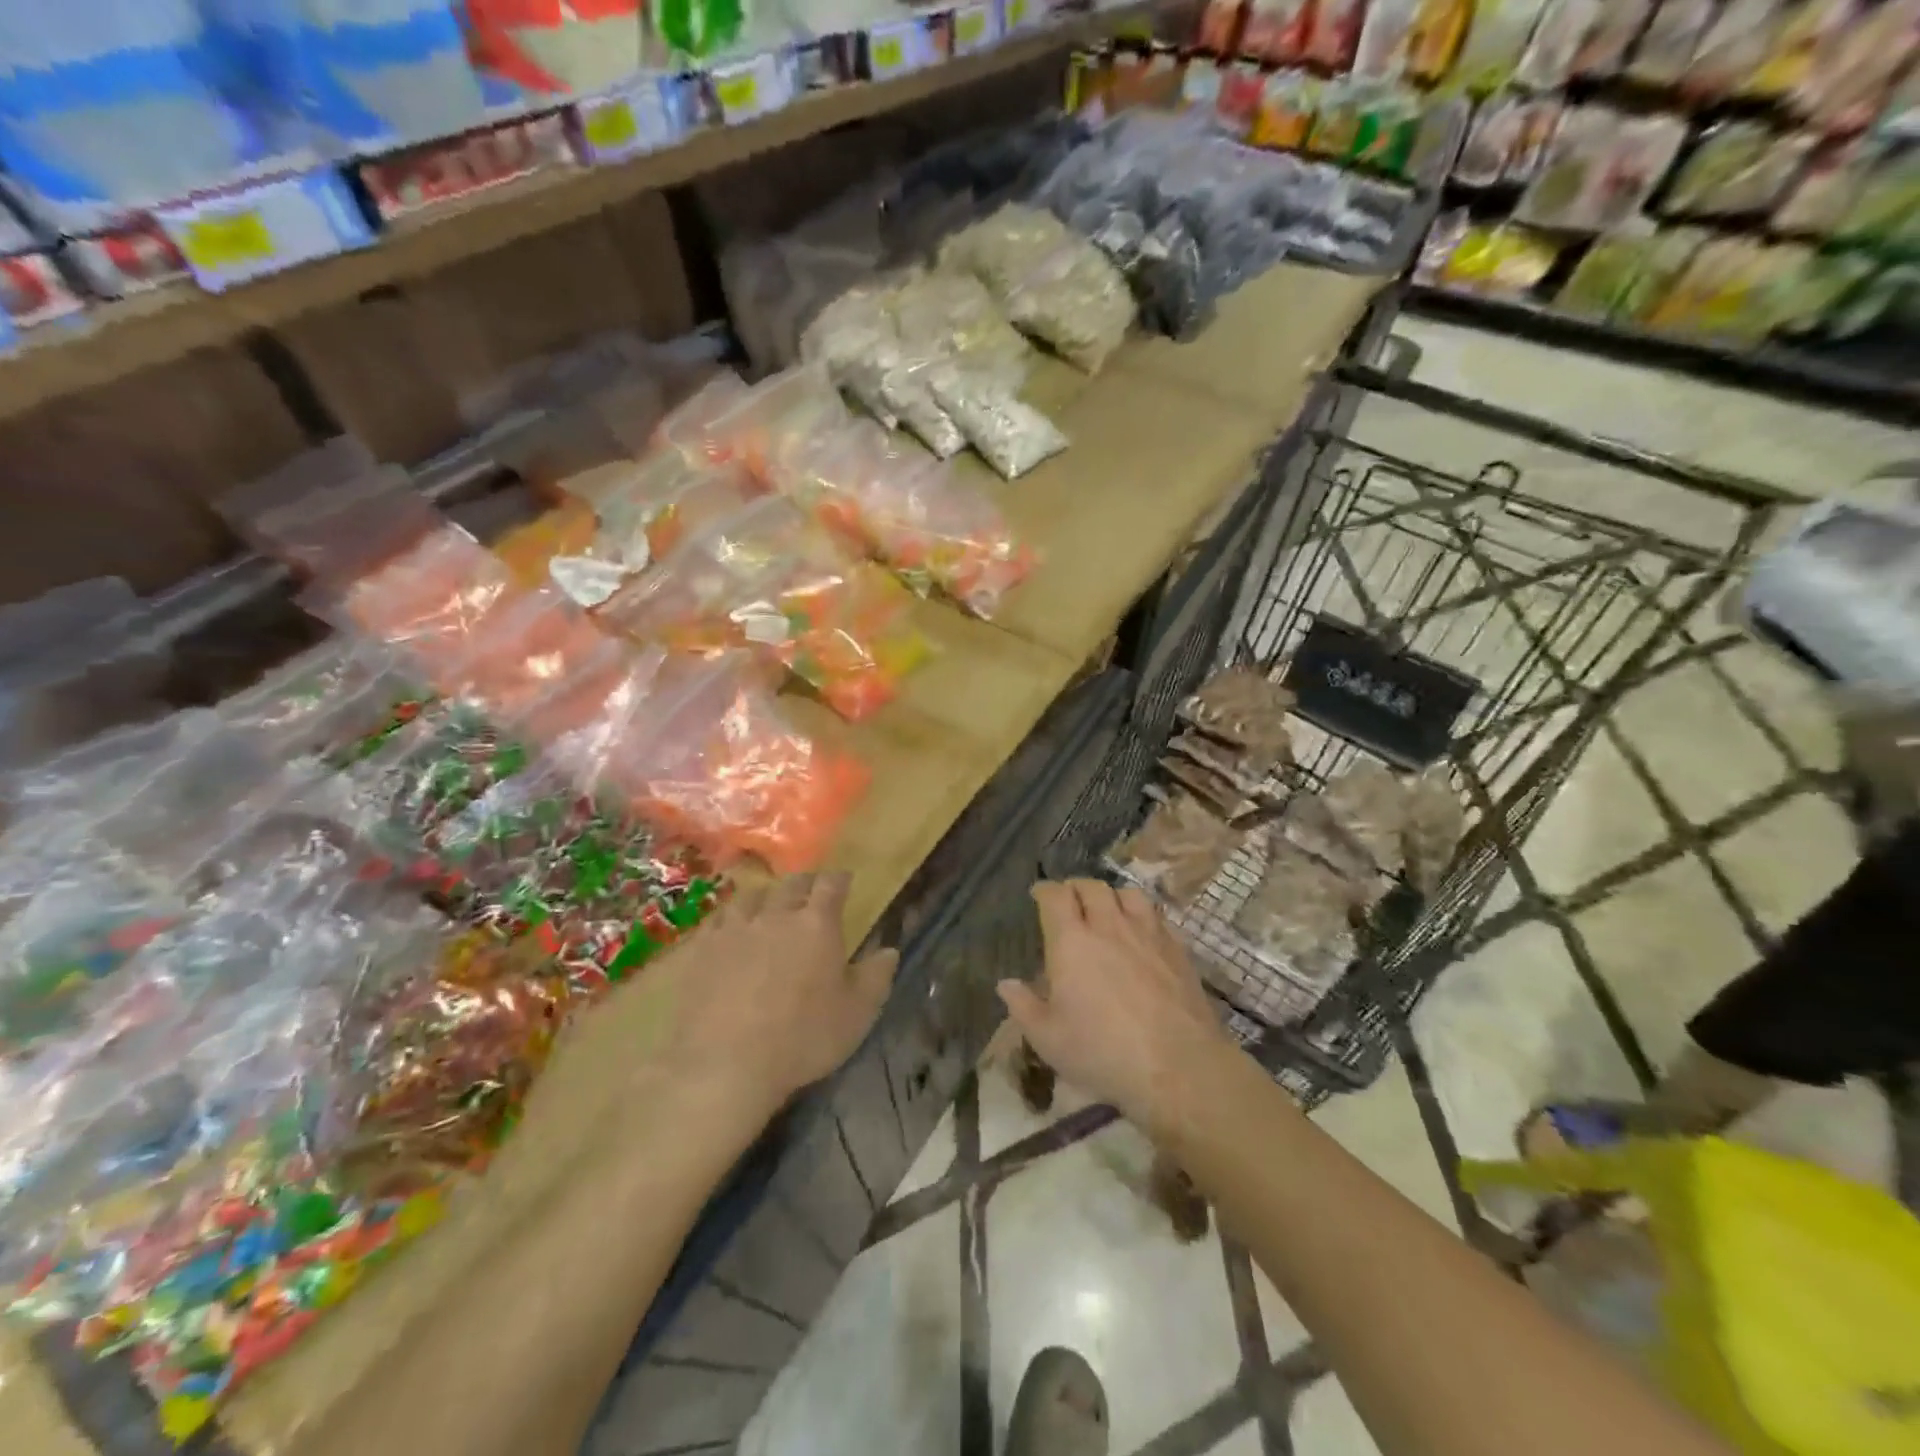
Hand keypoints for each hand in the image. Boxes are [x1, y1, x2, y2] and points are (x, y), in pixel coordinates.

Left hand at [646, 872, 897, 1121]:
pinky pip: (717, 920)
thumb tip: (889, 951)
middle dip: (805, 884)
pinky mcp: (700, 949)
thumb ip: (876, 976)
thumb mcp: (857, 1013)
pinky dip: (730, 919)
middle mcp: (775, 915)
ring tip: (768, 907)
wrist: (726, 1064)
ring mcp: (733, 929)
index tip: (843, 880)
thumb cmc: (803, 1038)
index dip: (839, 879)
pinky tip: (729, 930)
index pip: (831, 885)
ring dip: (765, 898)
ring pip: (751, 896)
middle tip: (810, 893)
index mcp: (817, 924)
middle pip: (791, 884)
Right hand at [999, 879, 1236, 1132]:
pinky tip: (1141, 933)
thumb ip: (1023, 1006)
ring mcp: (1147, 933)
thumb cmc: (1102, 1052)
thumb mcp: (1048, 1039)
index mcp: (1071, 941)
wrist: (1177, 1066)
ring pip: (1128, 893)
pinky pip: (1156, 915)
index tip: (1038, 895)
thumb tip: (1006, 984)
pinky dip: (1141, 915)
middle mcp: (1108, 926)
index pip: (1055, 896)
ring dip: (1112, 896)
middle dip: (1076, 888)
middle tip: (1069, 901)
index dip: (1044, 890)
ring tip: (1107, 910)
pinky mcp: (1177, 948)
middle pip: (1091, 886)